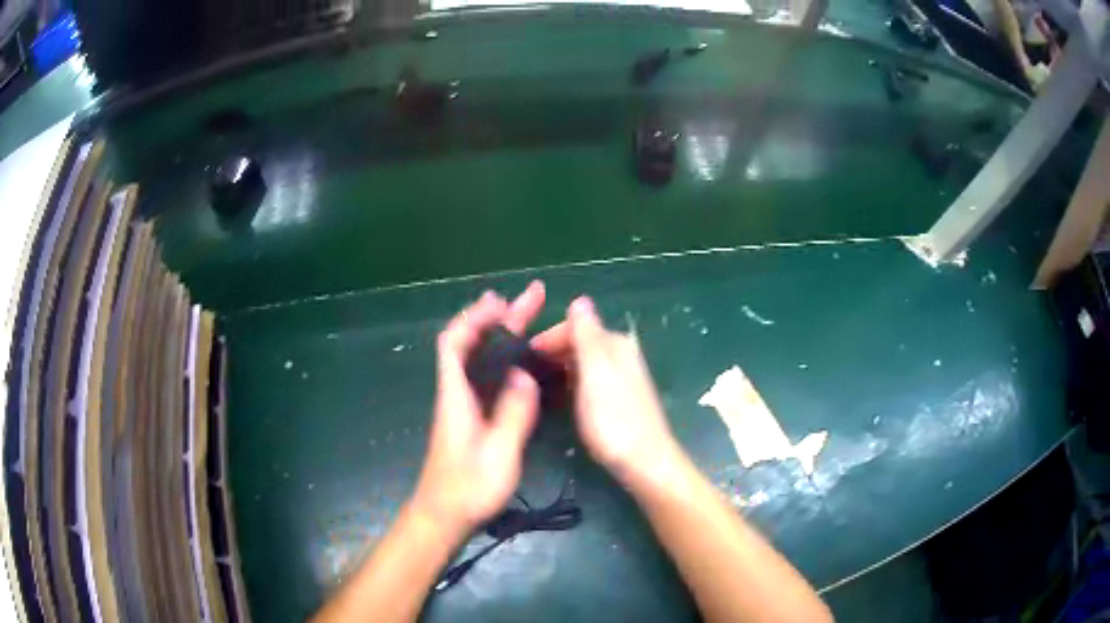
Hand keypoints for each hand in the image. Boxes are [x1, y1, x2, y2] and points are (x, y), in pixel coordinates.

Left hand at [411, 282, 545, 536]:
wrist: (444, 516)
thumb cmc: (468, 489)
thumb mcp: (499, 454)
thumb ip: (513, 414)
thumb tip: (524, 375)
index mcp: (456, 396)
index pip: (455, 343)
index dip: (475, 317)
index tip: (502, 301)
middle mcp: (457, 393)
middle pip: (470, 344)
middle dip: (499, 317)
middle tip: (532, 296)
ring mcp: (464, 406)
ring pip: (479, 359)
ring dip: (501, 334)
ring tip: (528, 316)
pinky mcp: (472, 419)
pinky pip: (486, 377)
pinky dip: (502, 359)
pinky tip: (520, 361)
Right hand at [533, 297, 683, 486]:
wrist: (643, 462)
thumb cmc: (614, 419)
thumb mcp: (595, 373)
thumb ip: (586, 336)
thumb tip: (580, 299)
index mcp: (616, 343)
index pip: (576, 325)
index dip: (548, 337)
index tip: (523, 357)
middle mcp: (621, 354)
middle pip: (580, 342)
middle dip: (552, 351)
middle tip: (524, 373)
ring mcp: (620, 377)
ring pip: (583, 361)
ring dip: (559, 367)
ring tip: (534, 385)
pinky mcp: (618, 398)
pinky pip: (587, 379)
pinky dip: (570, 382)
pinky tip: (559, 397)